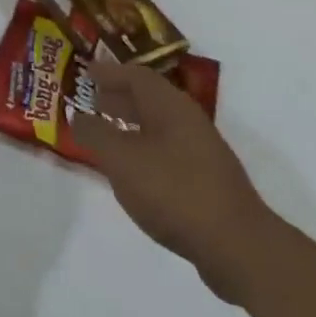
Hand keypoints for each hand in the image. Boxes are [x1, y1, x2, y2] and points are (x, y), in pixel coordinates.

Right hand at [69, 60, 279, 303]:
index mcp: (170, 106)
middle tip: (90, 98)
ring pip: (158, 125)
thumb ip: (96, 134)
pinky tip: (131, 169)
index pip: (135, 75)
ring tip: (104, 132)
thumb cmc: (174, 191)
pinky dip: (143, 148)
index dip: (108, 71)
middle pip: (149, 98)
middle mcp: (188, 120)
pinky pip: (166, 149)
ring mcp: (201, 151)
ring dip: (130, 124)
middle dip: (118, 96)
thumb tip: (78, 116)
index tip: (84, 70)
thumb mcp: (122, 161)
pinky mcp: (206, 180)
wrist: (237, 246)